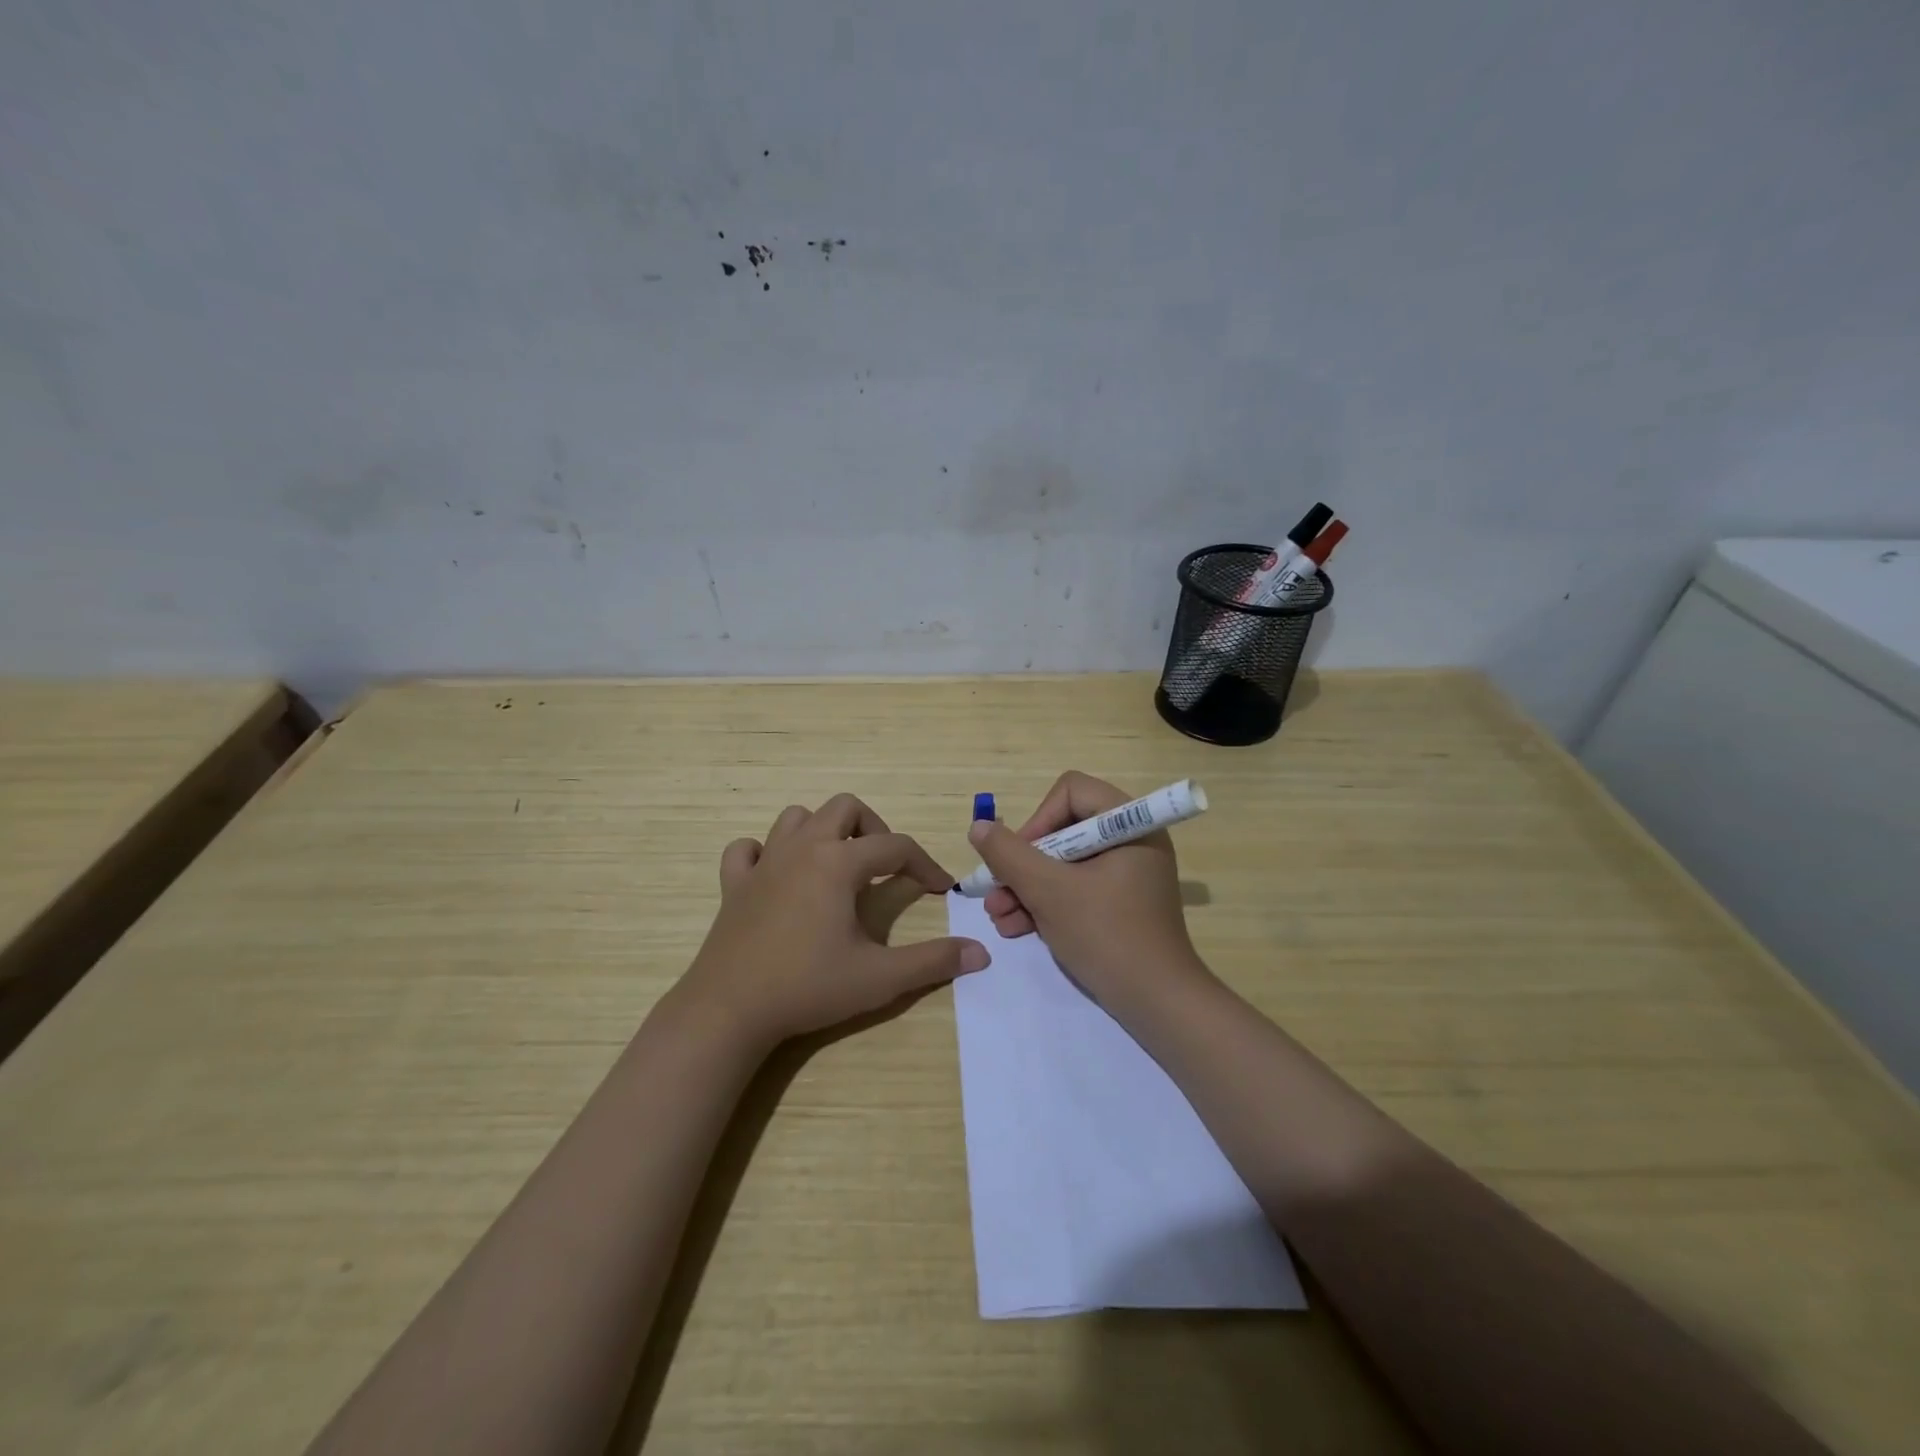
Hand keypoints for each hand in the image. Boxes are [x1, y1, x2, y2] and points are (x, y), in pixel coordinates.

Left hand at [680, 793, 989, 1050]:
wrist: (729, 1011)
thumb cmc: (808, 987)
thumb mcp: (880, 978)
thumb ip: (933, 961)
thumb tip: (981, 953)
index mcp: (838, 863)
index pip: (895, 846)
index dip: (924, 864)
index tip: (938, 888)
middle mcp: (802, 849)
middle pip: (845, 808)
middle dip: (873, 828)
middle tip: (884, 866)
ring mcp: (763, 863)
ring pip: (796, 818)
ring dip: (822, 831)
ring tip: (837, 865)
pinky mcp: (733, 884)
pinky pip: (747, 849)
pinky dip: (765, 853)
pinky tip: (777, 877)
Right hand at [968, 771, 1208, 1012]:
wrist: (1157, 1004)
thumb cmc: (1106, 935)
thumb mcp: (1049, 891)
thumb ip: (1009, 855)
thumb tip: (979, 827)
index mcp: (1129, 824)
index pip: (1071, 792)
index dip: (1038, 820)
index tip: (1019, 858)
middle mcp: (1130, 840)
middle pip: (1062, 830)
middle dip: (1023, 864)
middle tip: (996, 892)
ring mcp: (1126, 874)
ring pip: (1063, 864)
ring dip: (1026, 888)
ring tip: (999, 917)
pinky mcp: (1119, 903)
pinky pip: (1075, 888)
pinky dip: (1046, 904)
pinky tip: (1015, 928)